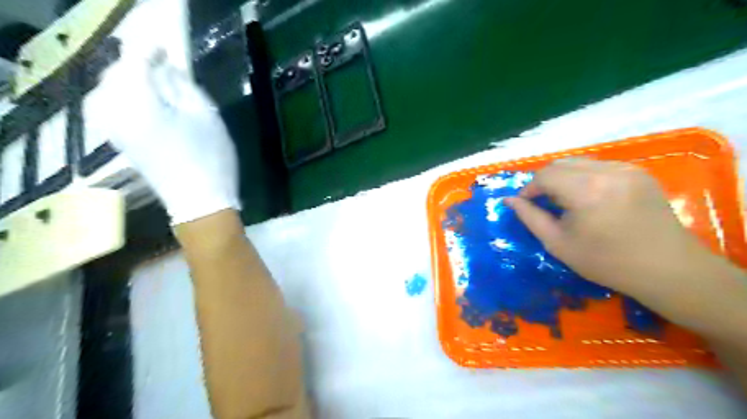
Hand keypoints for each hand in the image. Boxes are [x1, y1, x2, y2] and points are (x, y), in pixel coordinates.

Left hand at [99, 51, 237, 225]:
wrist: (199, 202)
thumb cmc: (210, 159)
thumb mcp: (207, 116)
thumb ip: (184, 86)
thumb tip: (169, 69)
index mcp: (139, 102)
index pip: (136, 61)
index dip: (152, 52)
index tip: (170, 50)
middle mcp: (115, 111)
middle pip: (118, 73)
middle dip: (139, 66)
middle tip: (166, 68)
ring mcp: (113, 128)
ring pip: (110, 89)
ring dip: (130, 81)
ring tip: (156, 85)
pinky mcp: (118, 141)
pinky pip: (110, 106)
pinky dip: (124, 97)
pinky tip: (144, 103)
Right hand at [505, 158, 707, 312]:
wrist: (667, 269)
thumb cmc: (606, 262)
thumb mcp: (558, 243)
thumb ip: (530, 217)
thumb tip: (508, 200)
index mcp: (585, 191)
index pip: (544, 175)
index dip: (529, 189)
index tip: (525, 205)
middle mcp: (606, 171)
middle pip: (560, 164)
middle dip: (544, 181)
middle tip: (544, 204)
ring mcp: (626, 169)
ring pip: (579, 162)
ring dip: (563, 177)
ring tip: (565, 201)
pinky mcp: (638, 172)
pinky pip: (599, 166)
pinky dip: (584, 177)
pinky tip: (588, 197)